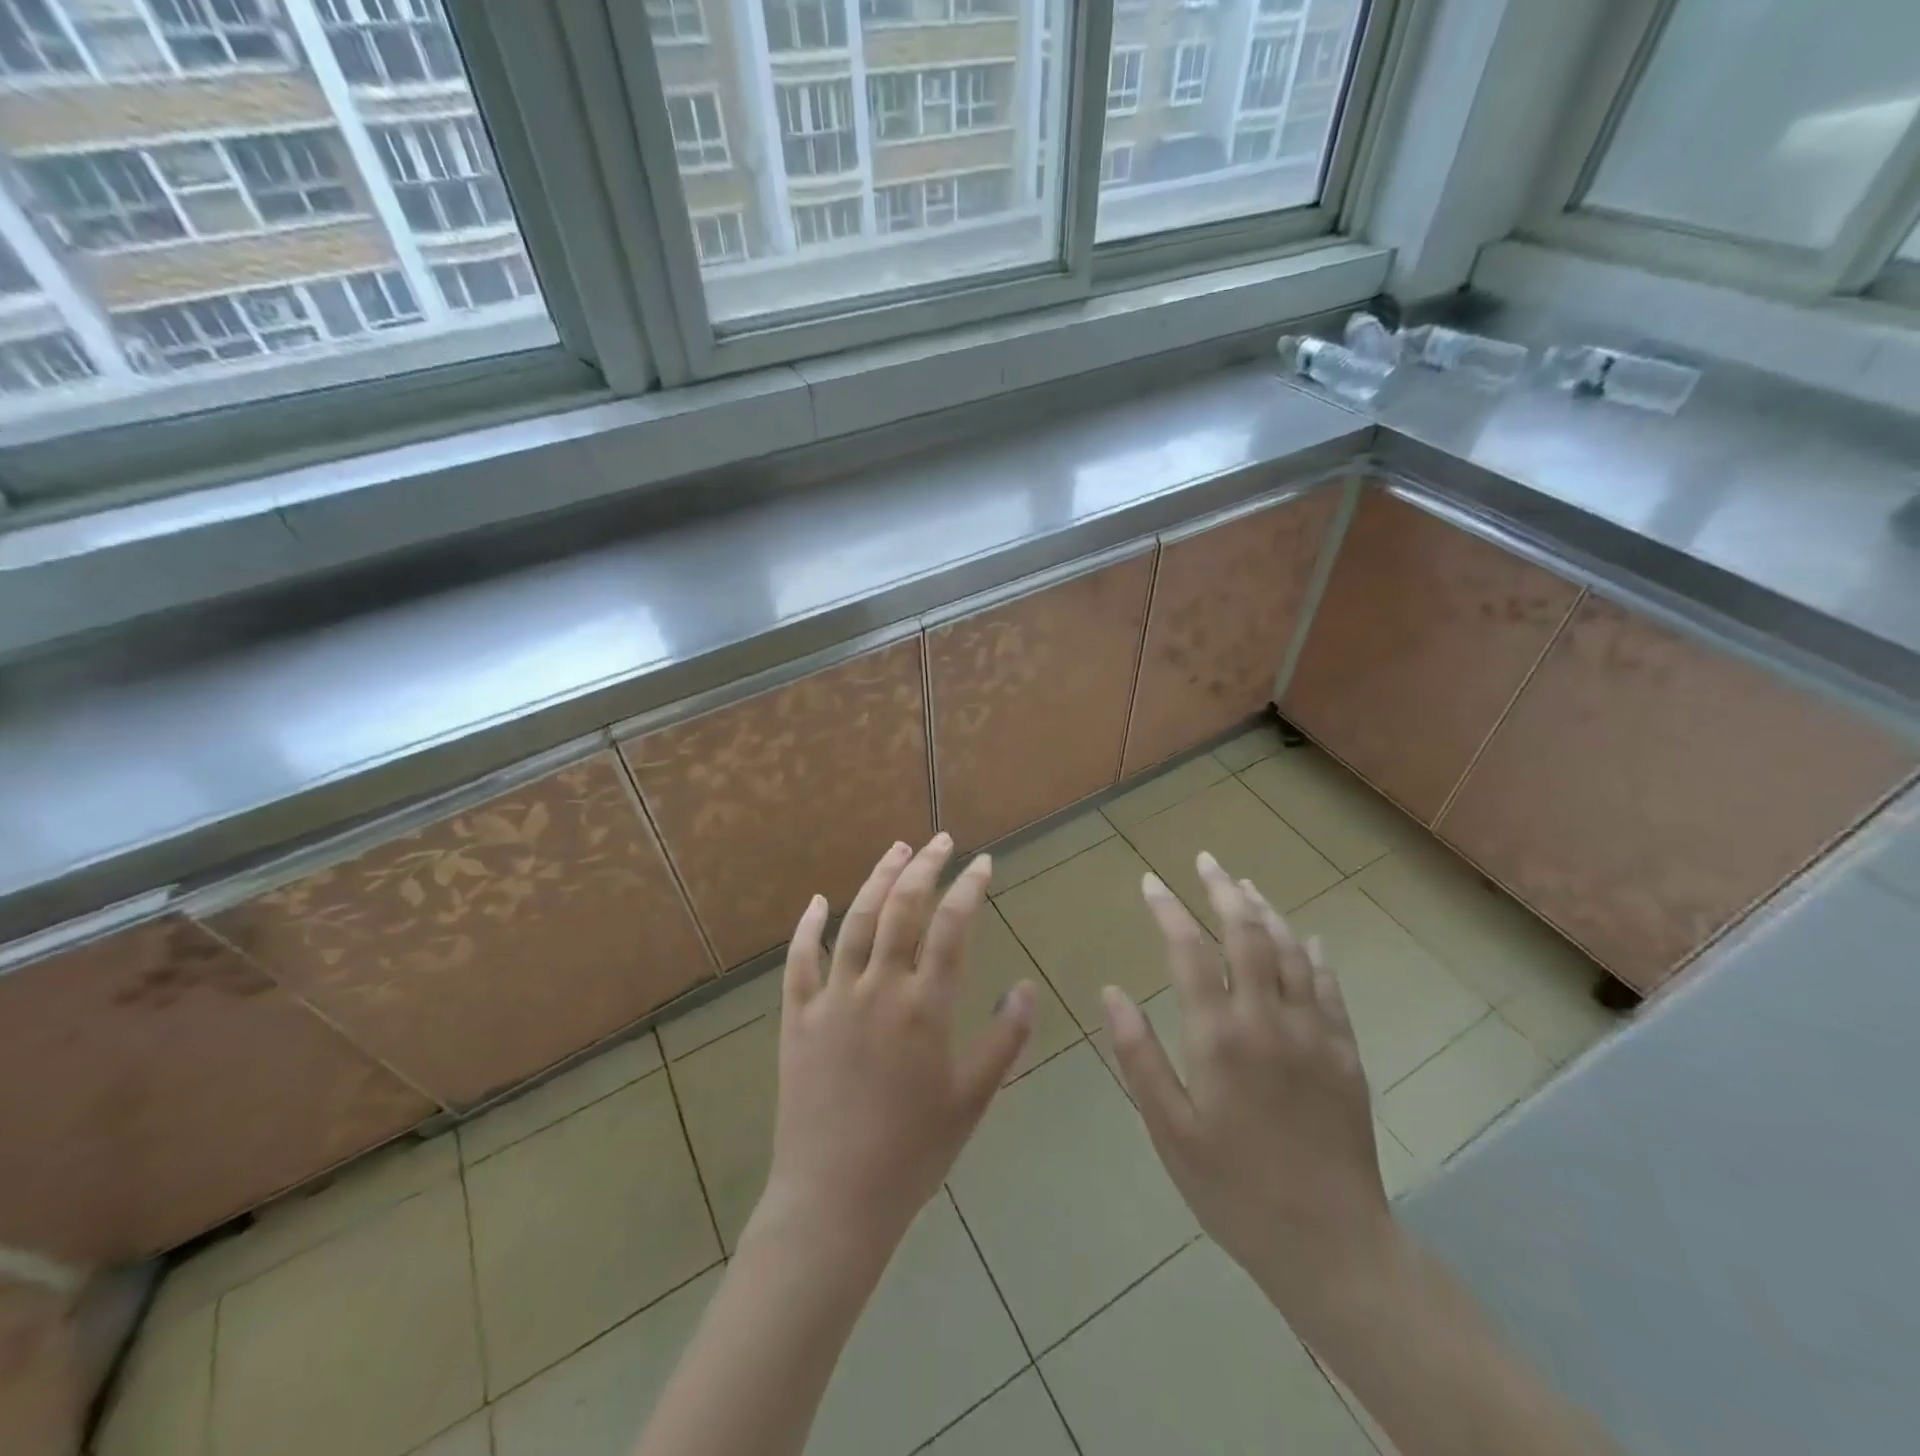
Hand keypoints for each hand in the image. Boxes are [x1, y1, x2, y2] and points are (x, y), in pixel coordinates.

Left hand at [749, 834, 1035, 1267]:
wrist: (834, 1200)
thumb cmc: (913, 1153)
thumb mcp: (974, 1099)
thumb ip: (1004, 1039)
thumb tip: (1024, 986)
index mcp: (925, 1007)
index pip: (952, 927)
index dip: (970, 888)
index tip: (984, 863)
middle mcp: (878, 988)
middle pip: (902, 908)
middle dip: (925, 867)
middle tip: (941, 840)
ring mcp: (832, 999)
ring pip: (855, 921)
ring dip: (877, 879)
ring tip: (896, 850)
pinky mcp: (797, 1018)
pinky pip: (799, 961)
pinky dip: (808, 927)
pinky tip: (817, 901)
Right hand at [1102, 852, 1397, 1324]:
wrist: (1331, 1245)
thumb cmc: (1233, 1189)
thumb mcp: (1169, 1130)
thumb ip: (1138, 1057)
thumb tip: (1111, 993)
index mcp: (1219, 1037)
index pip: (1188, 952)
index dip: (1168, 909)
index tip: (1150, 881)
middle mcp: (1268, 1020)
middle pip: (1247, 935)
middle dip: (1222, 890)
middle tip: (1206, 861)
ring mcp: (1315, 1034)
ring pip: (1292, 951)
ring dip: (1266, 911)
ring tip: (1245, 885)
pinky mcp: (1346, 1055)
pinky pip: (1331, 988)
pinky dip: (1314, 954)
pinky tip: (1307, 938)